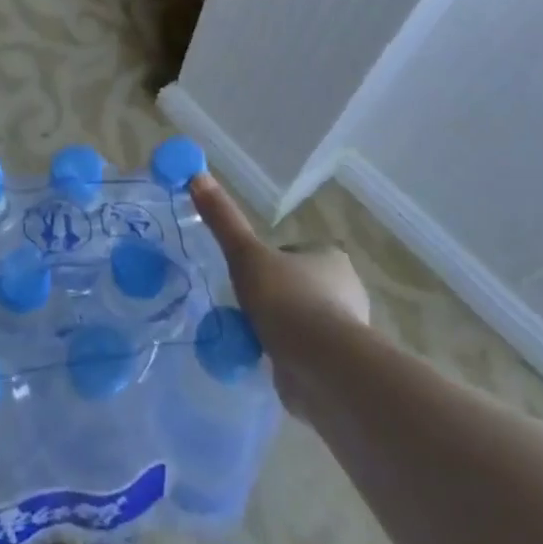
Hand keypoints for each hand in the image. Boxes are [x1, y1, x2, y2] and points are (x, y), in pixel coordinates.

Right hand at [191, 172, 370, 421]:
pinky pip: (303, 352)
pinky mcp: (338, 364)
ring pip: (300, 319)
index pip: (293, 251)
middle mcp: (345, 289)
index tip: (247, 275)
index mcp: (330, 257)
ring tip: (250, 335)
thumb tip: (197, 176)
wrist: (322, 367)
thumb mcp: (246, 255)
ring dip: (277, 327)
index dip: (268, 261)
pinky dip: (285, 354)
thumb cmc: (288, 300)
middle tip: (243, 307)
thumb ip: (223, 220)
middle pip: (296, 285)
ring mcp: (345, 330)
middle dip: (272, 296)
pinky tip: (265, 360)